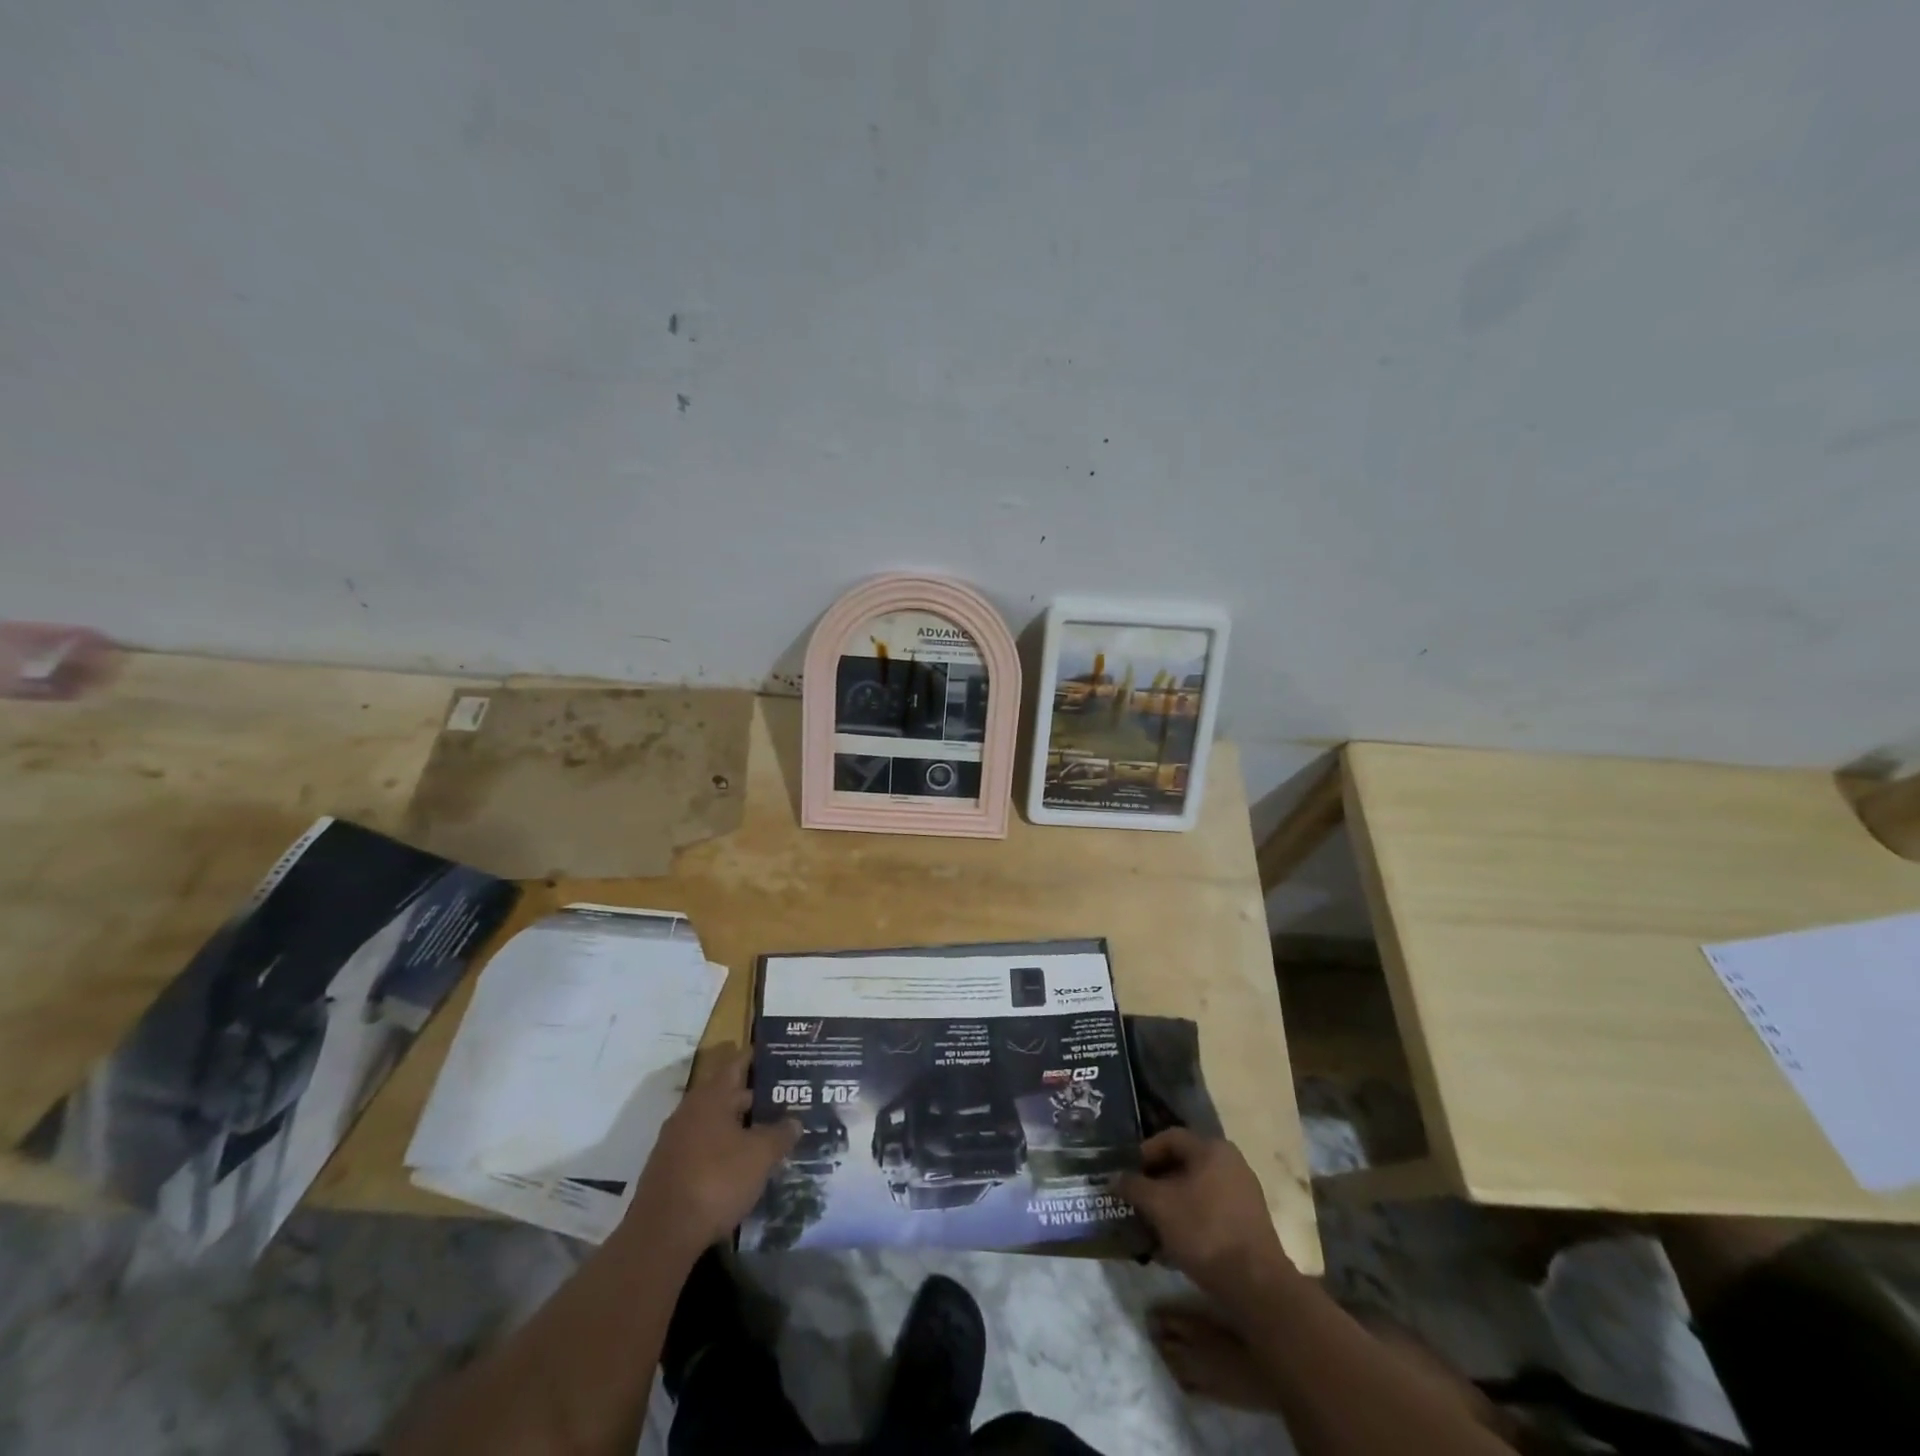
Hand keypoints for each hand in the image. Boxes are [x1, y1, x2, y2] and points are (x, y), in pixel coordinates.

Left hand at [629, 1047, 799, 1254]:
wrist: (662, 1236)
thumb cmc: (716, 1180)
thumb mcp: (760, 1156)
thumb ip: (780, 1134)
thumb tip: (795, 1120)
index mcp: (711, 1097)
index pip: (736, 1064)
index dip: (755, 1057)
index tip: (775, 1053)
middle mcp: (690, 1111)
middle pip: (726, 1094)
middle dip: (753, 1096)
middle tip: (783, 1098)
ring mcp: (676, 1142)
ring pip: (715, 1122)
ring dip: (739, 1125)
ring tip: (768, 1130)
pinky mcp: (670, 1170)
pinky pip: (704, 1146)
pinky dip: (724, 1147)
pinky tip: (742, 1163)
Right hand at [1118, 1130, 1295, 1300]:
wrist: (1256, 1285)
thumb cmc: (1204, 1232)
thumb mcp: (1159, 1206)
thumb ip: (1133, 1186)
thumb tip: (1115, 1178)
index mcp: (1212, 1148)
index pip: (1169, 1138)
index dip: (1143, 1154)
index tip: (1127, 1175)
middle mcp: (1231, 1162)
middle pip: (1184, 1163)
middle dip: (1157, 1181)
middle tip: (1137, 1199)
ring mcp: (1244, 1192)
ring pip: (1197, 1188)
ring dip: (1172, 1202)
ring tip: (1152, 1223)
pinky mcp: (1249, 1221)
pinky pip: (1211, 1209)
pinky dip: (1191, 1218)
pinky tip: (1175, 1242)